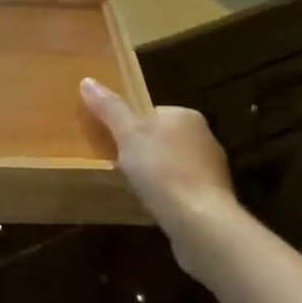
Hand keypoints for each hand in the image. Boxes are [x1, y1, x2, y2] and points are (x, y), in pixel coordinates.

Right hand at [80, 77, 238, 226]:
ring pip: (173, 165)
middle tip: (118, 165)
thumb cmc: (162, 169)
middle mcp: (205, 137)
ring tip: (134, 188)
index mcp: (187, 116)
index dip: (130, 126)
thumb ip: (109, 108)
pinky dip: (168, 194)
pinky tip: (154, 206)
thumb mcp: (127, 133)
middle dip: (143, 151)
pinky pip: (183, 189)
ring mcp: (213, 170)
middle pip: (162, 138)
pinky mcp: (214, 199)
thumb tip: (87, 80)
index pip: (151, 113)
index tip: (113, 142)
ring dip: (157, 175)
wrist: (201, 222)